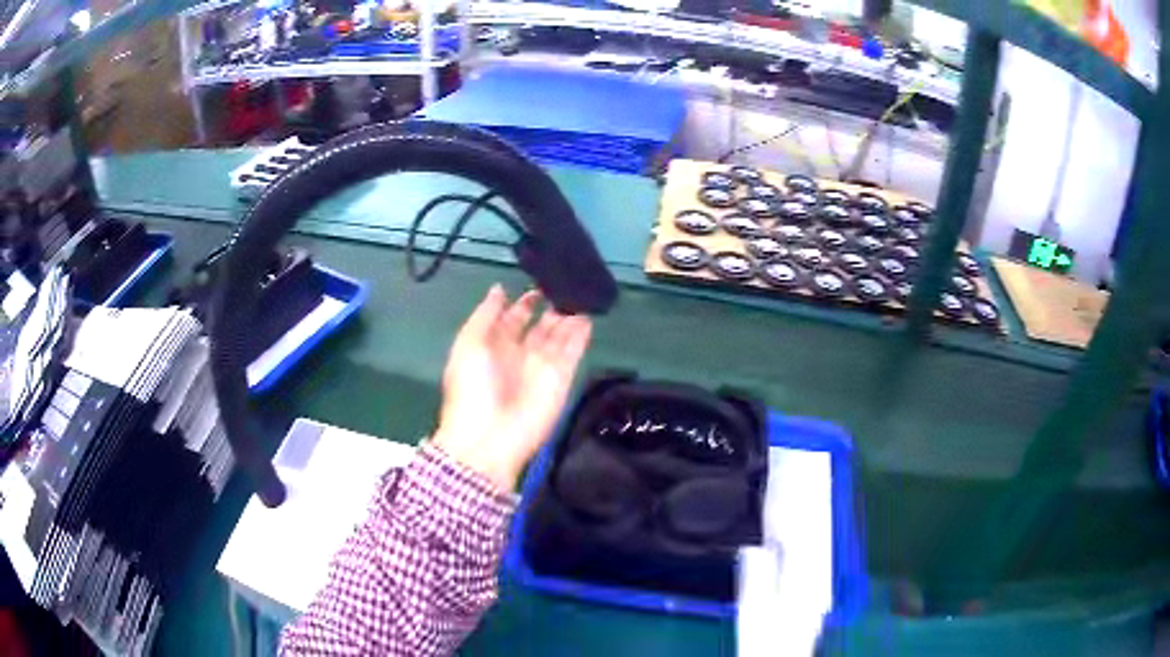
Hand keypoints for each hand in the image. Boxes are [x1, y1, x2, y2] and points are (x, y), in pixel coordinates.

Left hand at [433, 285, 592, 491]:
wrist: (489, 438)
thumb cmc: (472, 388)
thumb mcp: (469, 344)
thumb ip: (485, 315)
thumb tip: (499, 289)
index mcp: (494, 346)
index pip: (513, 318)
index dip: (526, 302)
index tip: (540, 283)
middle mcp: (519, 354)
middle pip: (540, 326)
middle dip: (552, 306)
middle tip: (567, 285)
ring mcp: (541, 368)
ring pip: (559, 337)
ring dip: (569, 318)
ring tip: (582, 295)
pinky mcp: (561, 380)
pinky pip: (573, 353)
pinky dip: (580, 336)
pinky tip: (588, 318)